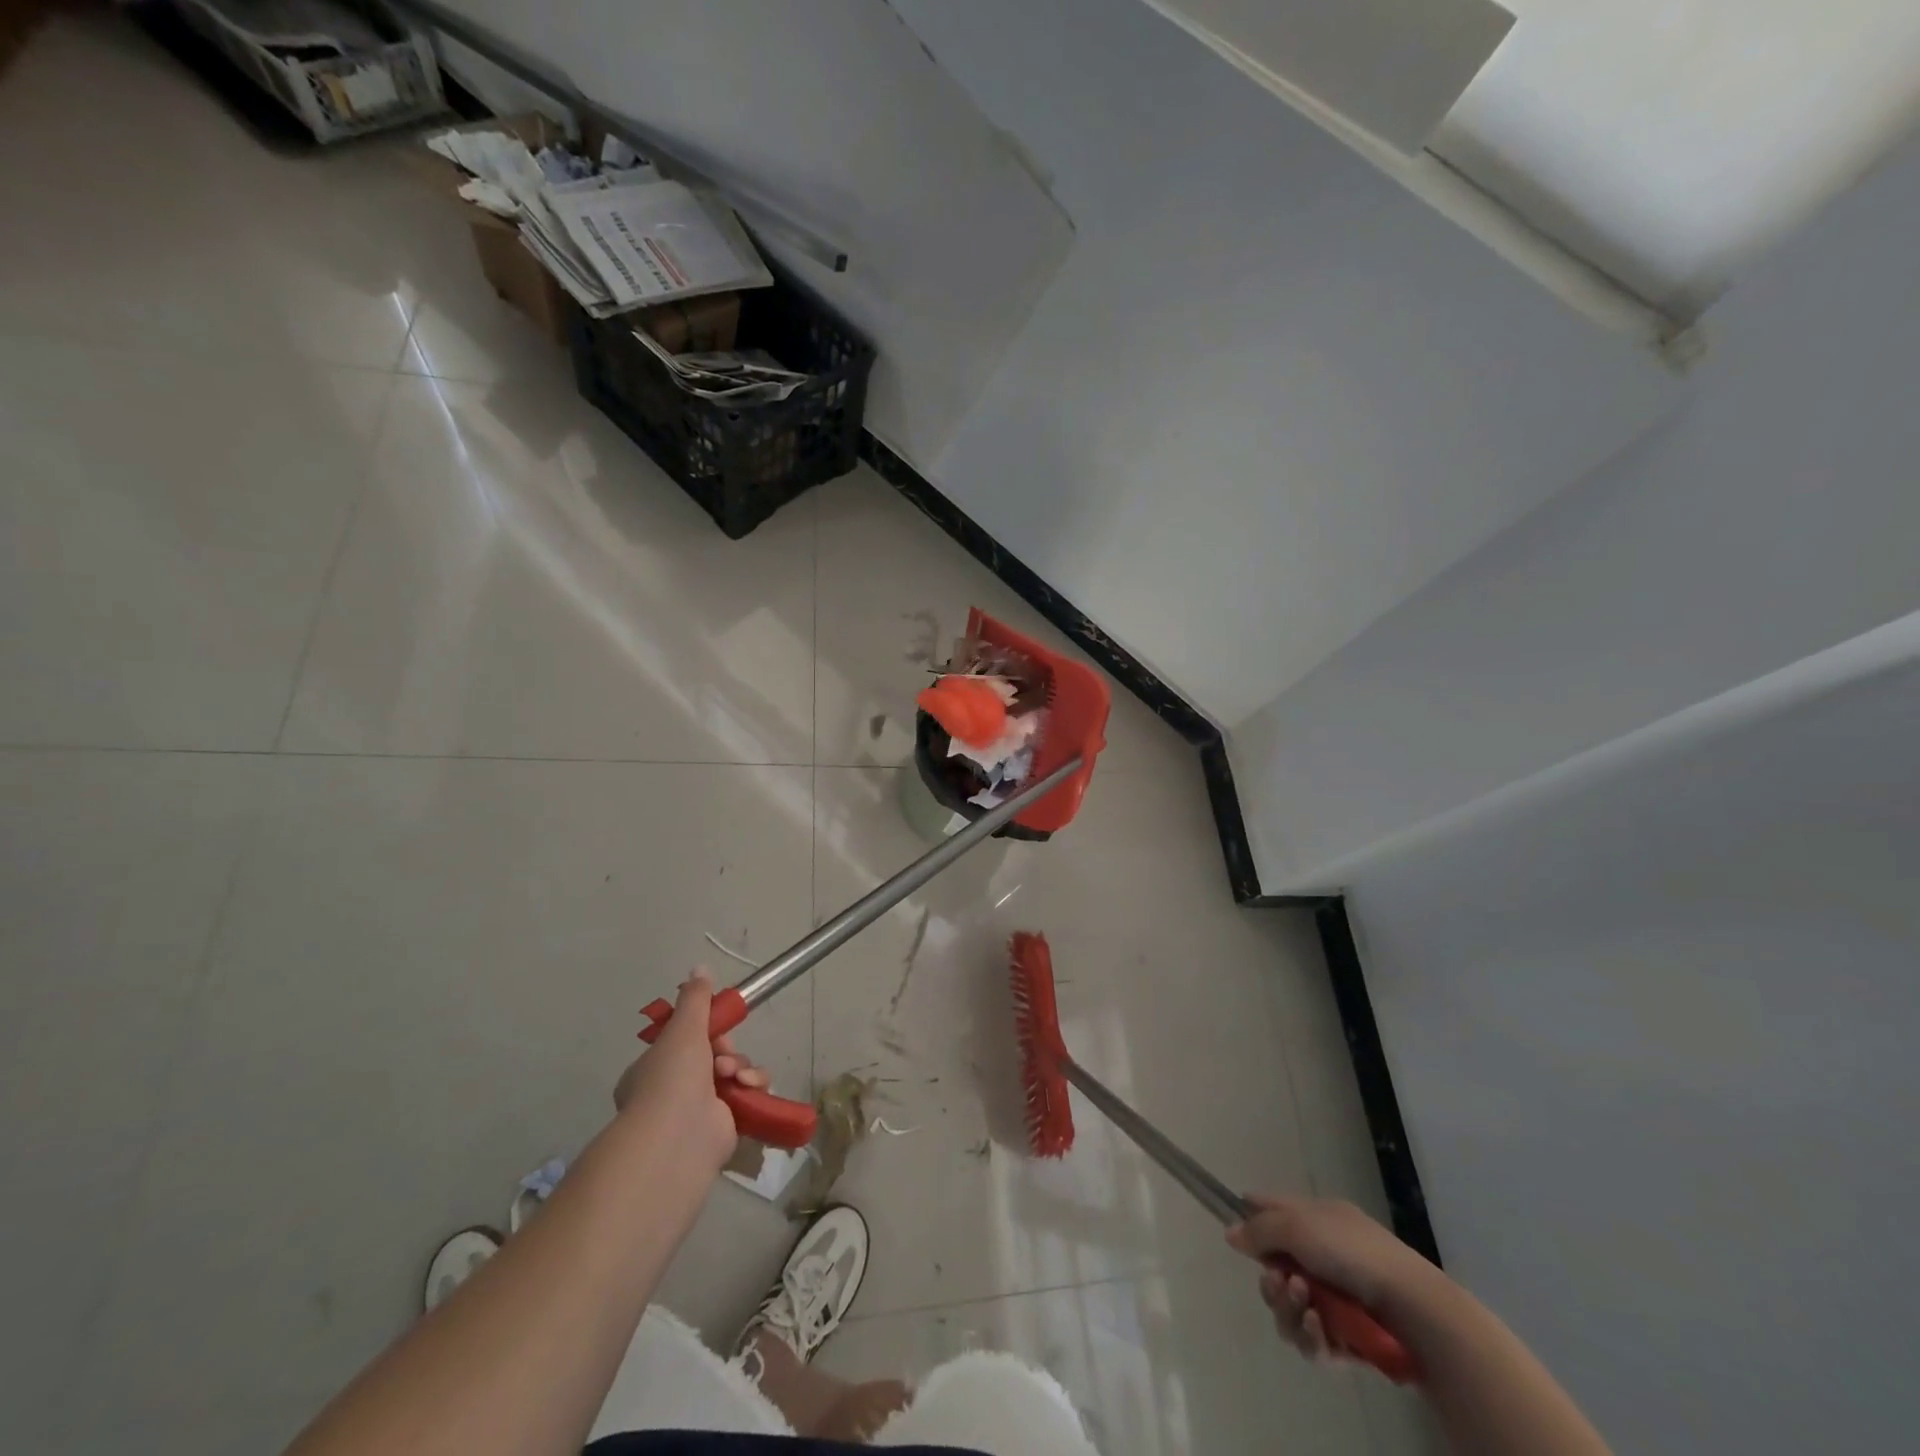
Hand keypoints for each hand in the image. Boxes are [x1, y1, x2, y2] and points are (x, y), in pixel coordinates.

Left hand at [611, 969, 769, 1164]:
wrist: (679, 1138)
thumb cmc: (672, 1078)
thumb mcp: (683, 1029)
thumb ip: (695, 999)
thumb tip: (699, 968)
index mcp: (652, 1070)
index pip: (684, 1043)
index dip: (704, 1032)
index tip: (715, 1027)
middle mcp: (672, 1092)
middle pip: (712, 1056)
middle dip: (726, 1050)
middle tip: (724, 1055)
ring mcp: (697, 1113)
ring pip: (732, 1074)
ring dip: (740, 1067)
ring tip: (734, 1076)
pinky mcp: (724, 1127)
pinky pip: (746, 1096)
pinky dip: (752, 1087)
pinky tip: (748, 1086)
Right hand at [1226, 1195, 1434, 1361]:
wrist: (1412, 1309)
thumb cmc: (1352, 1253)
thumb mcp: (1297, 1226)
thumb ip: (1260, 1229)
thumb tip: (1231, 1233)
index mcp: (1313, 1218)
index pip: (1270, 1209)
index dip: (1249, 1219)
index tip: (1238, 1237)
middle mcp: (1320, 1254)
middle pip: (1273, 1268)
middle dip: (1271, 1281)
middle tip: (1279, 1284)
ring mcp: (1333, 1297)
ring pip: (1289, 1307)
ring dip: (1290, 1309)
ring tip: (1308, 1308)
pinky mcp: (1345, 1337)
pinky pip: (1312, 1339)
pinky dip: (1312, 1336)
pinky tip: (1323, 1331)